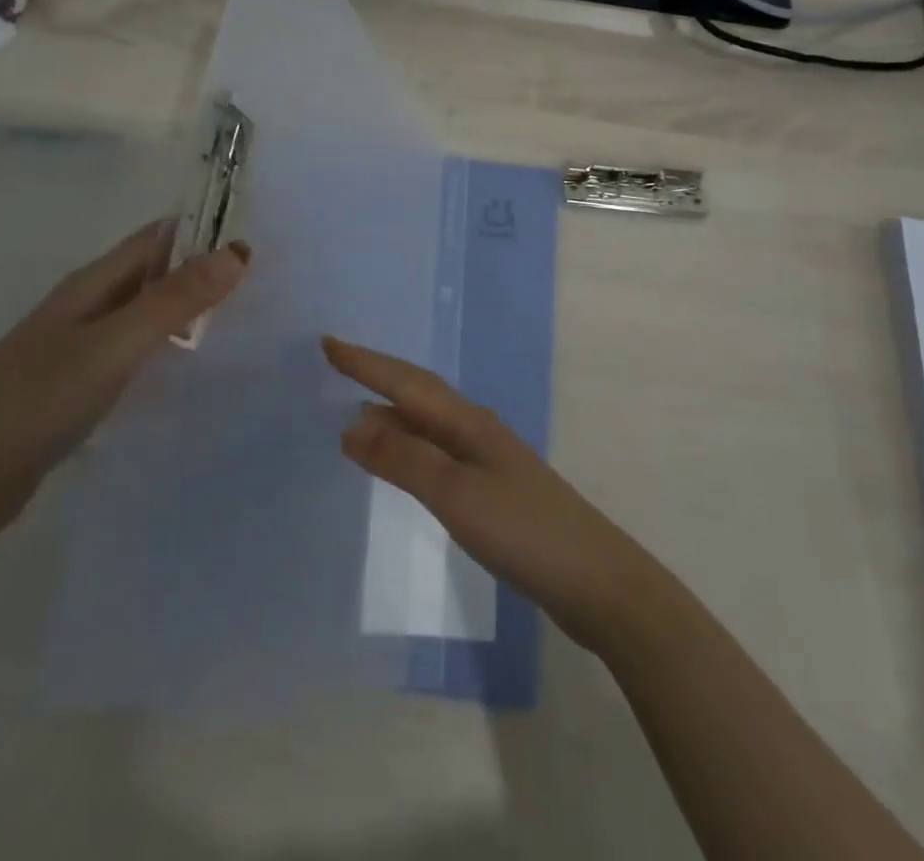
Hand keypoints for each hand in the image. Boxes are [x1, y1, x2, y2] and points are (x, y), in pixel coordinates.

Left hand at [0, 226, 249, 571]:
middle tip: (269, 282)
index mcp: (90, 286)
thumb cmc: (30, 405)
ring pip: (147, 315)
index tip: (262, 236)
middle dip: (206, 270)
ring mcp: (79, 351)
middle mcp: (86, 308)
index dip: (206, 229)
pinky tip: (195, 373)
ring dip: (190, 312)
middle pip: (155, 273)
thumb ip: (172, 301)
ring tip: (248, 322)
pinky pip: (135, 356)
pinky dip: (169, 352)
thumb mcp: (109, 348)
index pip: (159, 237)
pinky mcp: (77, 391)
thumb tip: (238, 251)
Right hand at [324, 336, 662, 655]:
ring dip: (394, 410)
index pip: (406, 383)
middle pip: (419, 392)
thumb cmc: (523, 531)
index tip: (328, 343)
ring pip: (429, 421)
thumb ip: (404, 459)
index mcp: (467, 422)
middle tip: (338, 363)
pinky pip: (438, 450)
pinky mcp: (493, 490)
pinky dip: (411, 445)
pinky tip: (403, 461)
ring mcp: (488, 459)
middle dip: (378, 375)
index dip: (366, 364)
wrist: (595, 581)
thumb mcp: (456, 494)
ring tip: (358, 409)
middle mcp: (476, 430)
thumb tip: (351, 423)